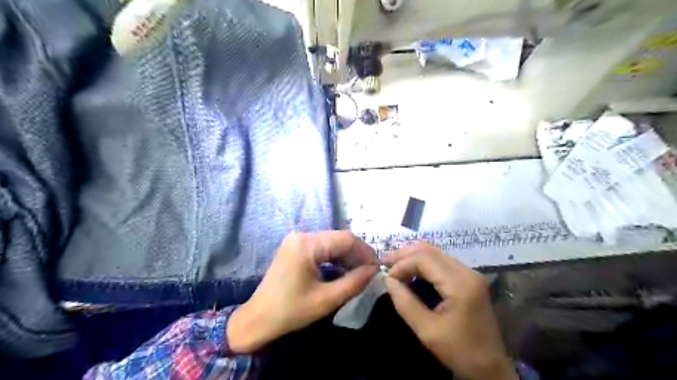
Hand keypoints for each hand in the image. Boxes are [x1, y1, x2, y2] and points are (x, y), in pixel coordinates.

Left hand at [228, 230, 378, 351]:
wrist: (258, 319)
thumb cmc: (290, 311)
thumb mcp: (326, 299)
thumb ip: (354, 282)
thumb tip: (374, 271)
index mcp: (307, 245)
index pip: (346, 239)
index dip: (365, 252)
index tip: (377, 268)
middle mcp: (302, 236)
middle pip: (339, 238)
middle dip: (357, 254)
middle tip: (370, 272)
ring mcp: (297, 240)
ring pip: (332, 242)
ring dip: (347, 256)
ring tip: (359, 273)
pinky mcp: (296, 247)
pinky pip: (322, 248)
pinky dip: (335, 258)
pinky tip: (343, 270)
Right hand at [380, 242, 518, 379]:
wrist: (491, 368)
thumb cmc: (460, 352)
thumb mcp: (427, 330)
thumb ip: (405, 302)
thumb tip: (388, 280)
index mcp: (460, 283)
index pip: (424, 259)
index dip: (402, 264)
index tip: (387, 278)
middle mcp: (467, 271)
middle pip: (430, 250)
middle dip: (405, 254)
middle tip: (385, 262)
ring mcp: (470, 274)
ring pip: (436, 253)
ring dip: (413, 257)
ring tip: (394, 265)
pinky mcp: (469, 279)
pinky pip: (442, 262)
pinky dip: (423, 263)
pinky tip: (411, 271)